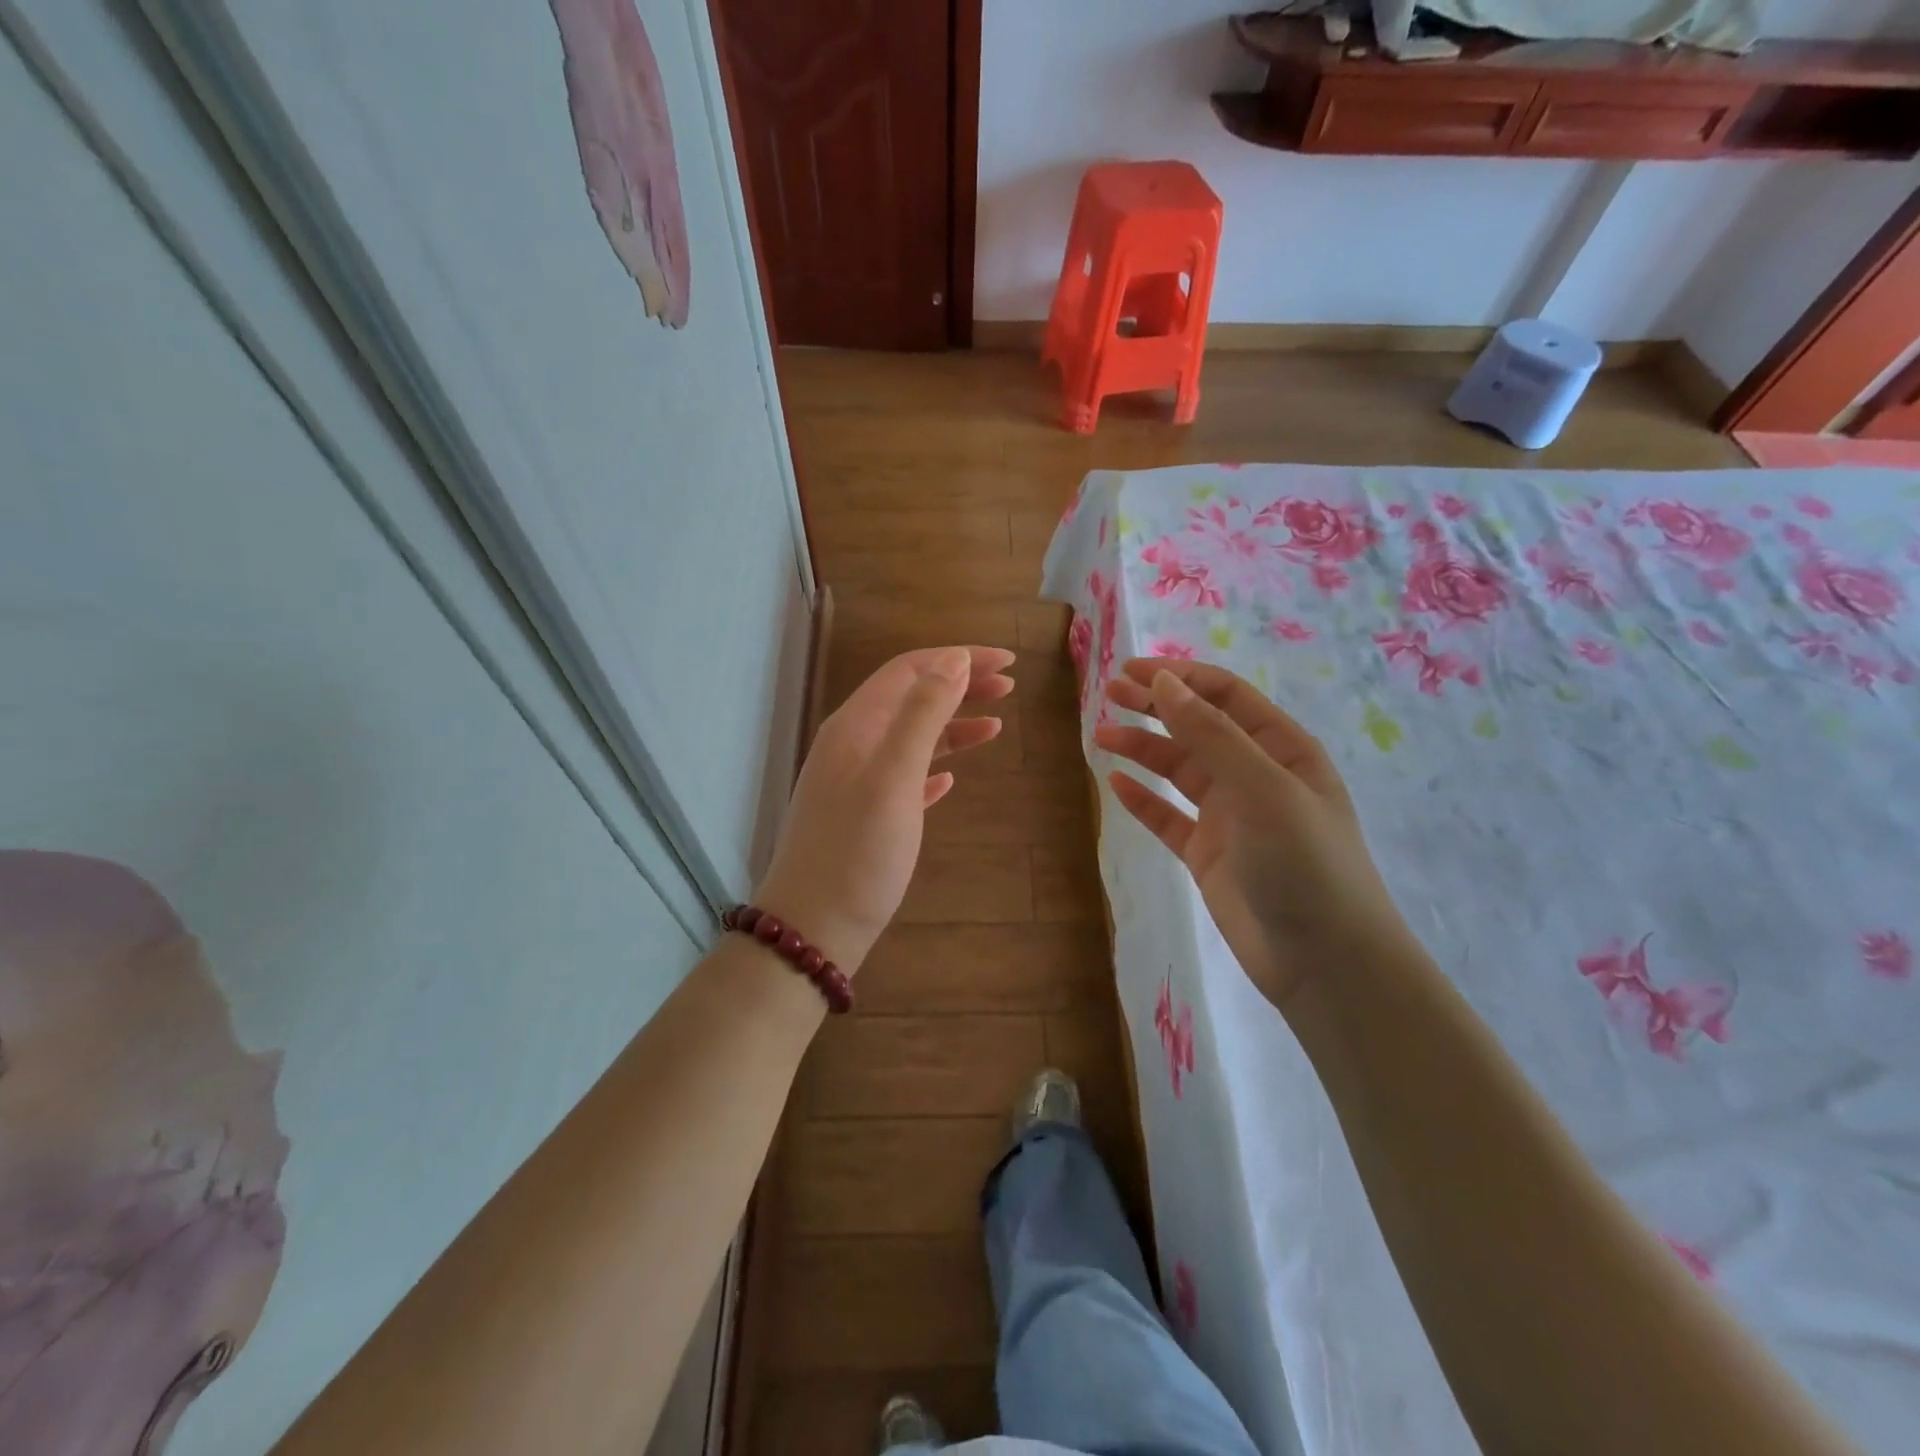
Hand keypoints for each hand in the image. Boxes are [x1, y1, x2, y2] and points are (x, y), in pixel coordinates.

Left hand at [755, 646, 1013, 971]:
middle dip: (959, 686)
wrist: (813, 929)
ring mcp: (855, 781)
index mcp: (855, 726)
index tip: (1008, 661)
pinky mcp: (864, 815)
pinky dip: (933, 766)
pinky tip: (952, 777)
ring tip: (996, 725)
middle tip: (1009, 687)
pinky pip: (904, 775)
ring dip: (952, 725)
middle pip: (911, 698)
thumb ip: (922, 715)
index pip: (910, 669)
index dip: (958, 658)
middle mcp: (852, 745)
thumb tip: (954, 660)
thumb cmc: (857, 852)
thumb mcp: (893, 777)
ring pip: (910, 737)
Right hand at [1095, 658, 1411, 1011]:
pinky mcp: (1209, 855)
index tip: (1130, 672)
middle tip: (1108, 695)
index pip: (1226, 696)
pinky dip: (1143, 800)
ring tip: (1101, 735)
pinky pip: (1169, 817)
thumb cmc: (1303, 862)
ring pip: (1179, 770)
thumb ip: (1210, 733)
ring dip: (1143, 749)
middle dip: (1156, 706)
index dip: (1179, 678)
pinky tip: (1115, 784)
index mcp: (1283, 750)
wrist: (1324, 962)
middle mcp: (1256, 776)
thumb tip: (1163, 682)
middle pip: (1198, 727)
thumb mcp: (1261, 788)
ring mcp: (1231, 817)